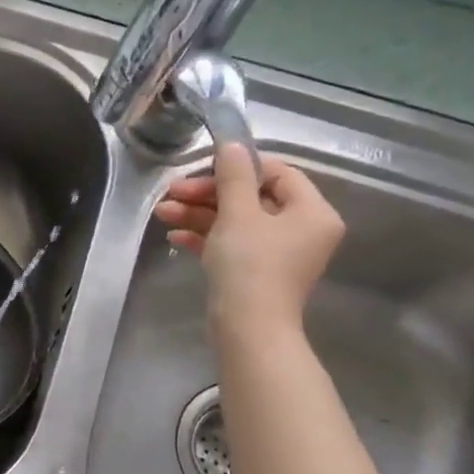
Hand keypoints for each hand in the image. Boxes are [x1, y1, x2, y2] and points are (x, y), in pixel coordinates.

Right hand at [153, 142, 343, 335]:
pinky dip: (205, 237)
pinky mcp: (256, 271)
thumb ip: (234, 176)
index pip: (278, 173)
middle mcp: (301, 230)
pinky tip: (175, 236)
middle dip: (208, 194)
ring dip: (199, 214)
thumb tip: (232, 145)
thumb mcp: (238, 214)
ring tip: (162, 213)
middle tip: (172, 192)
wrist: (248, 328)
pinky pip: (232, 244)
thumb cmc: (250, 265)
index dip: (240, 166)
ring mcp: (278, 253)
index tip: (203, 167)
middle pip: (252, 197)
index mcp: (312, 212)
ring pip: (236, 221)